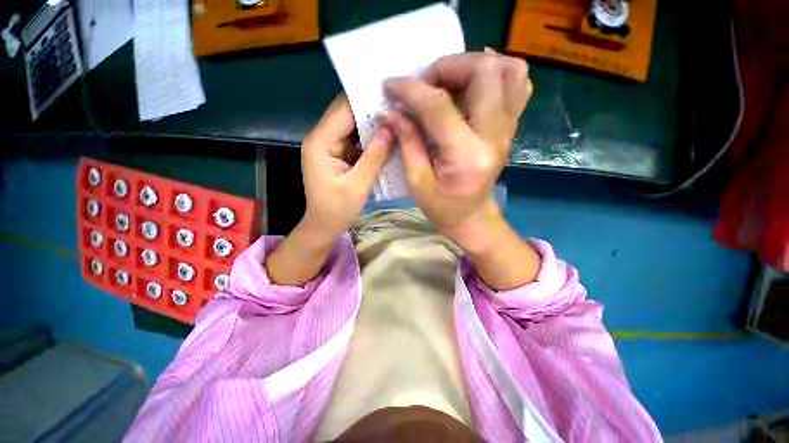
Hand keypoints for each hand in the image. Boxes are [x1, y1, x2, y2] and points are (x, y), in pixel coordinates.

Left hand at [301, 94, 393, 241]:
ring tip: (397, 121)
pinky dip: (370, 140)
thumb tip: (391, 129)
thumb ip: (374, 157)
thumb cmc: (337, 210)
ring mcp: (329, 147)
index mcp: (320, 143)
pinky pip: (355, 141)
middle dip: (372, 112)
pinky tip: (387, 140)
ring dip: (373, 126)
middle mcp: (322, 139)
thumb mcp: (358, 185)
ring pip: (353, 127)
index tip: (392, 96)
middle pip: (347, 115)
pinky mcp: (337, 155)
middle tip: (399, 108)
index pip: (343, 110)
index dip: (366, 100)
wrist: (324, 226)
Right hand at [381, 50, 531, 250]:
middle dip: (449, 67)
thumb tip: (391, 111)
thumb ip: (407, 142)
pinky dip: (496, 73)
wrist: (472, 216)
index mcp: (466, 155)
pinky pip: (517, 84)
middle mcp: (494, 135)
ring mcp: (508, 128)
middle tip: (426, 84)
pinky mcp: (510, 126)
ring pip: (509, 70)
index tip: (391, 85)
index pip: (439, 106)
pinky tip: (472, 84)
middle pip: (485, 72)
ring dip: (475, 65)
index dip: (411, 90)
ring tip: (450, 81)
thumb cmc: (442, 206)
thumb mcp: (417, 181)